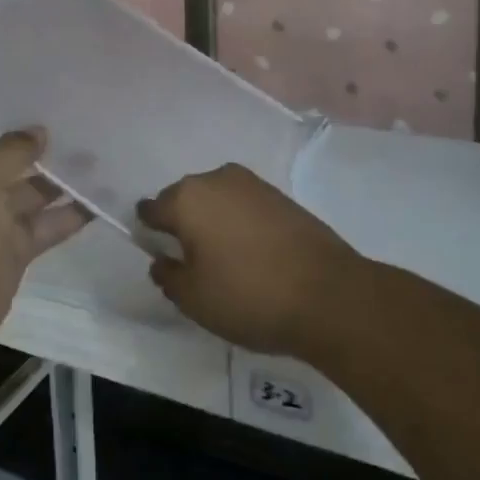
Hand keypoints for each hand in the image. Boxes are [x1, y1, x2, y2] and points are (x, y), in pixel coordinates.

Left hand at [0, 97, 86, 356]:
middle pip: (0, 148)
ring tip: (97, 140)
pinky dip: (73, 212)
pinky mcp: (17, 244)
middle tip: (69, 98)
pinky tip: (103, 192)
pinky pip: (50, 222)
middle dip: (29, 129)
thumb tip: (40, 131)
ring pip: (33, 185)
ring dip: (59, 170)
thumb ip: (9, 153)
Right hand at [140, 164, 360, 358]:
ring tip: (223, 259)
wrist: (330, 295)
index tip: (159, 256)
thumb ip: (168, 276)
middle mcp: (216, 179)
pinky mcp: (281, 196)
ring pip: (217, 200)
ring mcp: (253, 184)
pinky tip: (251, 253)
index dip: (149, 233)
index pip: (152, 209)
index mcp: (187, 198)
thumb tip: (162, 260)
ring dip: (213, 222)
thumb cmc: (249, 296)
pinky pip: (244, 206)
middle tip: (191, 262)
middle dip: (182, 224)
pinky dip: (240, 223)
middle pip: (184, 199)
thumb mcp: (194, 299)